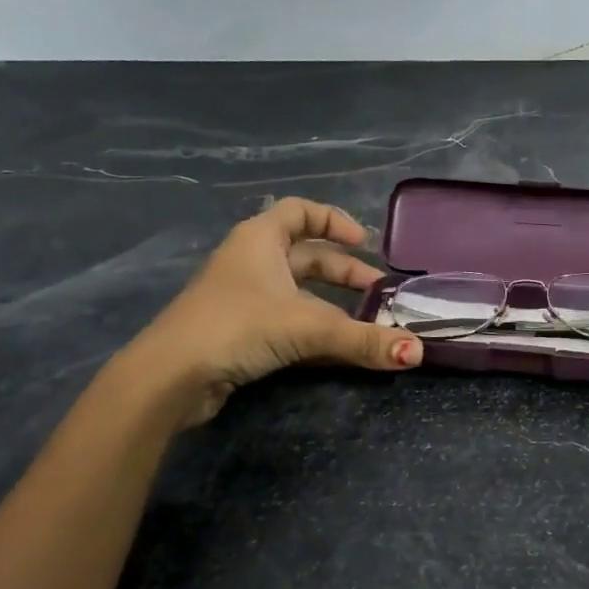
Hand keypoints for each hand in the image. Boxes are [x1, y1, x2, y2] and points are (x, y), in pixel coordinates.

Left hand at [116, 198, 420, 427]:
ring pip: (297, 293)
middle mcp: (250, 262)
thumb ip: (363, 339)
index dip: (334, 221)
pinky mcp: (238, 333)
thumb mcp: (308, 327)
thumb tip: (418, 351)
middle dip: (344, 272)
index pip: (300, 211)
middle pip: (305, 256)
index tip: (365, 244)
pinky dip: (314, 330)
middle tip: (377, 292)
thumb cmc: (238, 326)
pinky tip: (337, 349)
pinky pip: (286, 322)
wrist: (171, 376)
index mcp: (260, 240)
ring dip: (332, 304)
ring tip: (366, 322)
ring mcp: (242, 299)